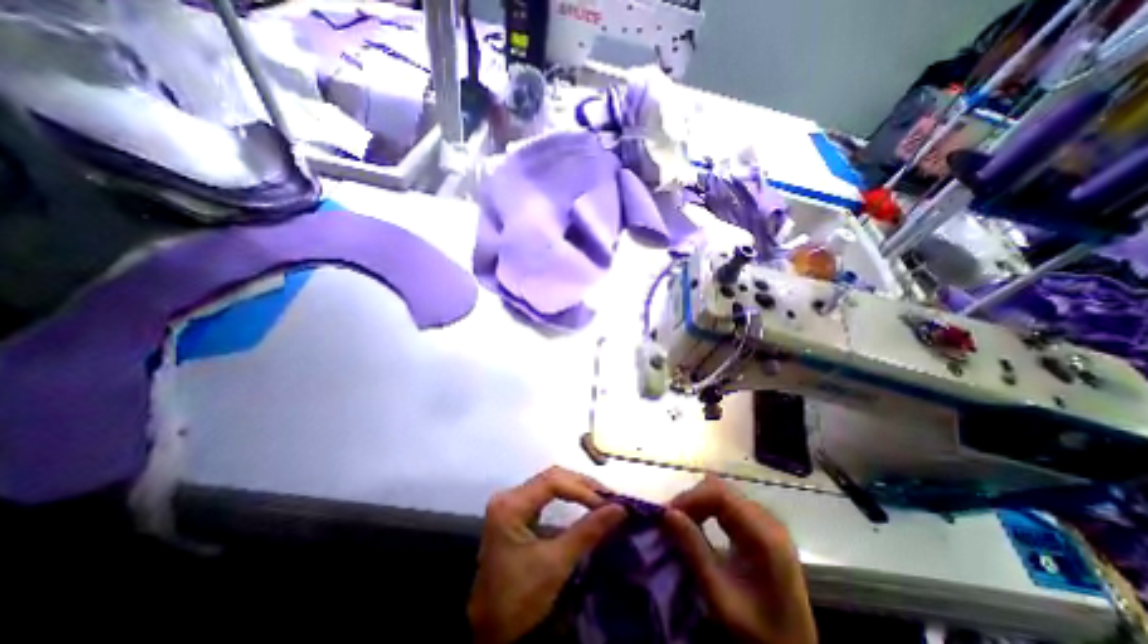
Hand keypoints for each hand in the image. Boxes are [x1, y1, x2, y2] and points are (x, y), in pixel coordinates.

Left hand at [469, 469, 626, 643]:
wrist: (487, 632)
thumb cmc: (519, 598)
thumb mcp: (556, 563)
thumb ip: (588, 531)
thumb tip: (620, 508)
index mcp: (511, 505)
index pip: (553, 481)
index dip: (583, 489)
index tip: (608, 502)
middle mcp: (509, 496)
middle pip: (551, 477)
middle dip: (582, 485)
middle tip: (609, 496)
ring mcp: (511, 503)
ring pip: (549, 483)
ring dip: (576, 488)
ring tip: (601, 498)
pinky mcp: (516, 512)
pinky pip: (545, 494)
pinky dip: (567, 496)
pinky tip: (583, 502)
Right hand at [665, 474, 816, 643]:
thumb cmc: (756, 629)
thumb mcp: (720, 596)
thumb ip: (694, 551)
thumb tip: (667, 513)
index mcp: (764, 535)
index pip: (720, 494)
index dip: (690, 497)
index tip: (667, 513)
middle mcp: (767, 520)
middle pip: (721, 489)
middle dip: (692, 499)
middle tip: (671, 520)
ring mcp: (766, 522)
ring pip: (722, 493)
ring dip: (698, 504)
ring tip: (681, 524)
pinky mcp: (760, 527)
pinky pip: (728, 505)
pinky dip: (707, 510)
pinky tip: (697, 526)